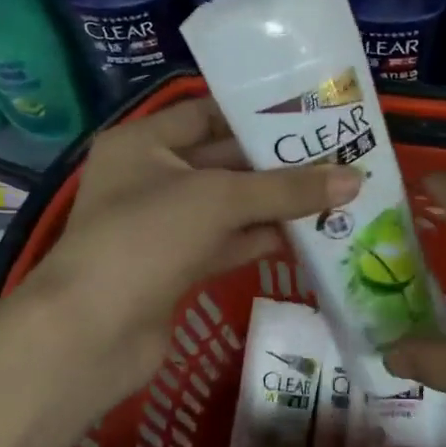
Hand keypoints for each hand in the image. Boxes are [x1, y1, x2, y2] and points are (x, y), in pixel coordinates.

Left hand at [17, 96, 359, 406]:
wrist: (90, 334)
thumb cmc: (146, 238)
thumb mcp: (218, 199)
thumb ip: (287, 188)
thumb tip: (355, 180)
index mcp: (142, 143)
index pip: (205, 113)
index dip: (254, 112)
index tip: (308, 113)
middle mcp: (148, 177)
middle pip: (222, 160)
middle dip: (275, 162)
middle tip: (335, 154)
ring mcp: (160, 226)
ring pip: (227, 205)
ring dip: (275, 202)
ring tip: (333, 192)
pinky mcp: (174, 267)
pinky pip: (225, 242)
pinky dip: (261, 238)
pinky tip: (307, 235)